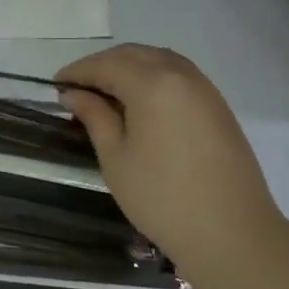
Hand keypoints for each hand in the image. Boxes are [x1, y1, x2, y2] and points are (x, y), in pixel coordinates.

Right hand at [57, 45, 283, 278]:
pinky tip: (140, 102)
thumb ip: (94, 116)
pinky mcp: (218, 105)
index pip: (106, 65)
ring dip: (129, 67)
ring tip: (106, 93)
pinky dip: (153, 77)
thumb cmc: (162, 198)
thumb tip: (73, 93)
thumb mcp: (116, 158)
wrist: (232, 234)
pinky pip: (178, 75)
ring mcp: (204, 88)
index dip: (77, 71)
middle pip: (134, 55)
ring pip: (159, 60)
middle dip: (102, 65)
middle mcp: (181, 75)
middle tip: (78, 88)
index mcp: (152, 84)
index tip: (55, 84)